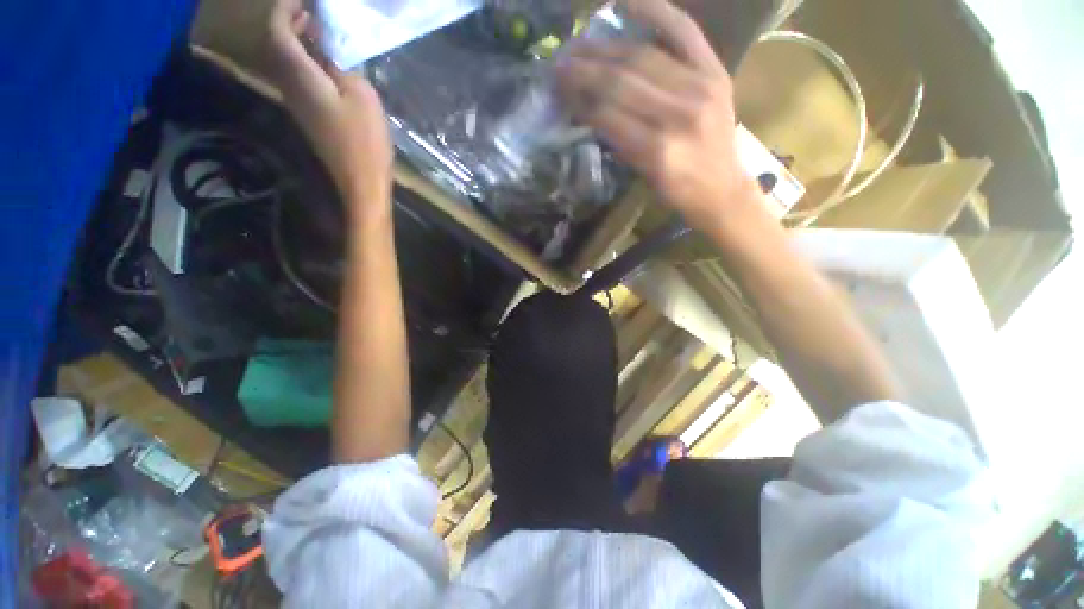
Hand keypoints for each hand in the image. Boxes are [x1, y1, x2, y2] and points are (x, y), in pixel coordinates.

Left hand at [266, 0, 392, 220]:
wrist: (361, 181)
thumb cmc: (364, 140)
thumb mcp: (360, 95)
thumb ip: (340, 65)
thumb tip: (328, 47)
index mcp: (301, 77)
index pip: (278, 31)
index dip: (286, 9)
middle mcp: (290, 87)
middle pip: (278, 46)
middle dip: (290, 23)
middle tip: (313, 12)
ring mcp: (298, 104)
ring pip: (286, 62)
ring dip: (298, 42)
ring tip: (321, 33)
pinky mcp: (310, 117)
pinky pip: (298, 78)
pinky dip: (307, 62)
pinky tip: (328, 64)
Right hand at [556, 0, 758, 230]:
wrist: (722, 187)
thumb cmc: (678, 191)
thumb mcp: (641, 177)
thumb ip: (618, 143)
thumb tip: (589, 111)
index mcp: (657, 151)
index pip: (608, 114)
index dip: (579, 99)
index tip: (558, 91)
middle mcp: (677, 114)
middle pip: (621, 81)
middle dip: (584, 70)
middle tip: (560, 64)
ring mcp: (700, 87)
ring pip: (642, 57)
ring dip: (604, 48)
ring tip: (579, 45)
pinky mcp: (715, 72)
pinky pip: (684, 31)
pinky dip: (656, 11)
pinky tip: (626, 2)